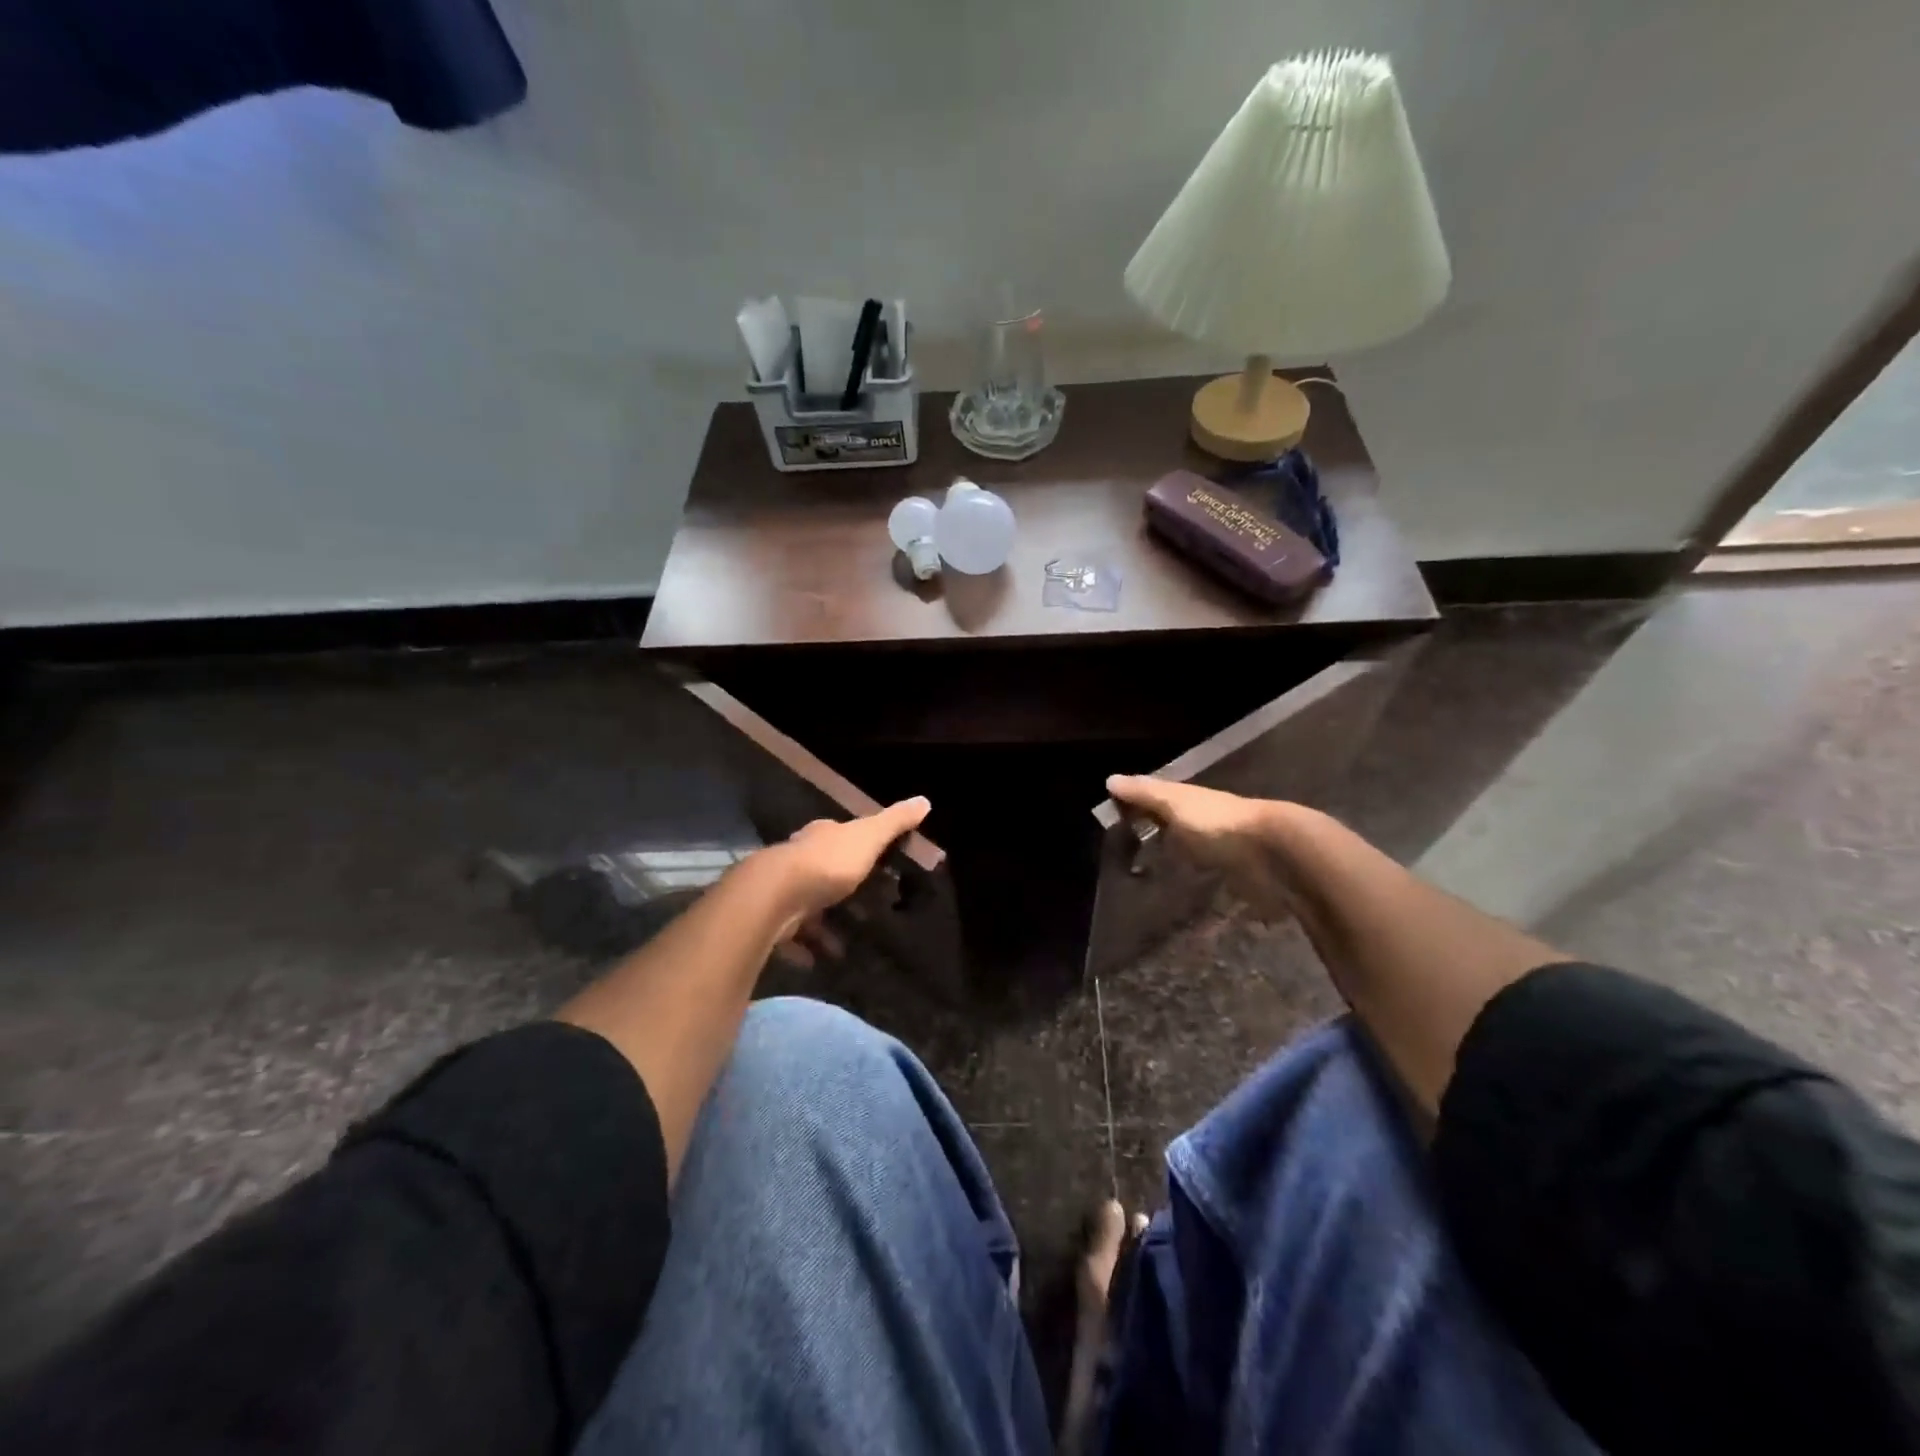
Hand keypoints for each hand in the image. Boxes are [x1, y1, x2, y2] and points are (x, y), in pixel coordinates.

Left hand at [759, 797, 930, 963]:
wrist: (775, 897)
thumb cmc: (827, 863)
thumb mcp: (869, 837)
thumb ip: (894, 822)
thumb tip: (924, 800)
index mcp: (821, 837)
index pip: (838, 835)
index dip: (855, 847)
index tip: (873, 863)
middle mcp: (798, 858)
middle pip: (821, 870)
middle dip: (840, 888)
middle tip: (864, 909)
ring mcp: (782, 890)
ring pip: (807, 905)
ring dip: (824, 924)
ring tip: (846, 944)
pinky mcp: (772, 920)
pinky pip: (792, 936)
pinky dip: (805, 948)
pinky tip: (819, 960)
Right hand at [1105, 776, 1300, 920]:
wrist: (1275, 857)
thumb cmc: (1217, 824)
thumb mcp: (1174, 803)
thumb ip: (1144, 795)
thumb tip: (1110, 779)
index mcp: (1193, 802)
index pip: (1159, 800)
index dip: (1139, 807)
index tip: (1114, 823)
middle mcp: (1208, 824)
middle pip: (1178, 829)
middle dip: (1159, 838)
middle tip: (1127, 859)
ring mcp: (1225, 853)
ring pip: (1195, 856)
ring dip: (1179, 866)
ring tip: (1148, 886)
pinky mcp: (1238, 882)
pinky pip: (1211, 886)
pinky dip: (1198, 892)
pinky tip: (1184, 907)